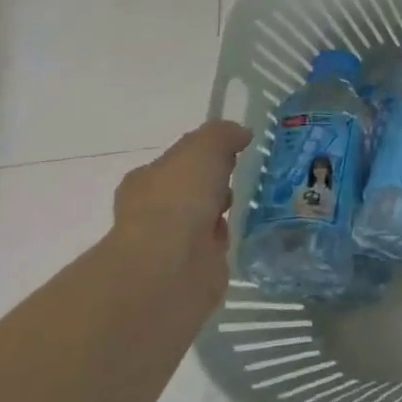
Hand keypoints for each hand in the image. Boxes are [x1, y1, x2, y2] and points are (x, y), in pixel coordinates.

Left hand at [113, 120, 250, 298]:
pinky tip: (248, 232)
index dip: (203, 157)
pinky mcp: (191, 269)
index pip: (176, 163)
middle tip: (246, 179)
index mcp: (146, 181)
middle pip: (190, 192)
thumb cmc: (179, 197)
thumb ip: (222, 135)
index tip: (233, 154)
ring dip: (223, 214)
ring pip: (203, 220)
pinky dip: (229, 240)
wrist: (171, 264)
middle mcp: (152, 211)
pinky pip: (215, 247)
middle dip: (215, 186)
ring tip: (256, 203)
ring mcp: (171, 243)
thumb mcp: (204, 147)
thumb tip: (240, 133)